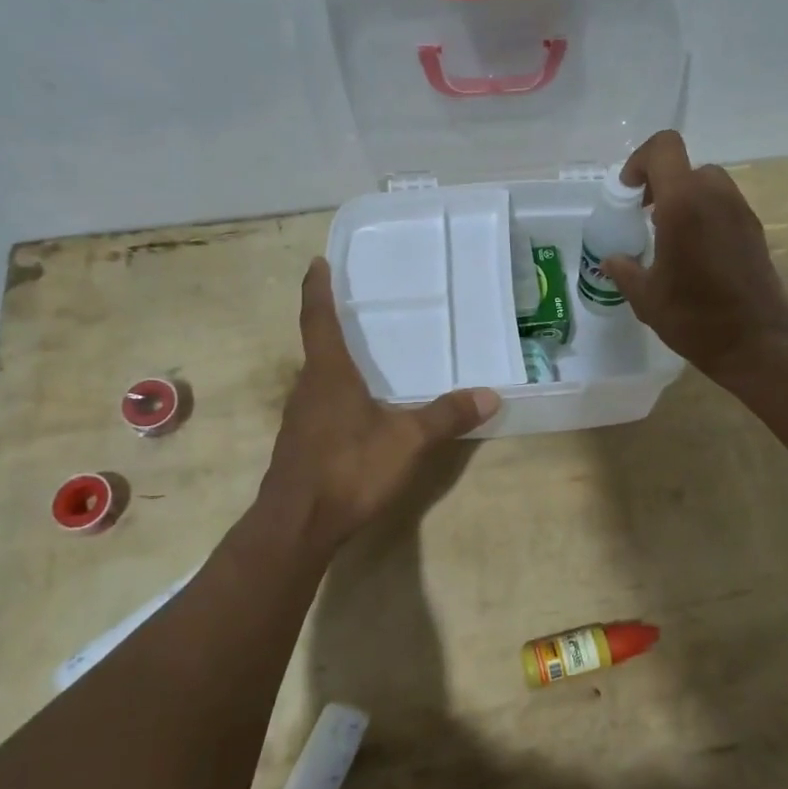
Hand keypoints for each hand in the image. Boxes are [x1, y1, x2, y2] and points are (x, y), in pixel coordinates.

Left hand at [262, 257, 499, 550]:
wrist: (297, 525)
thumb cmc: (349, 468)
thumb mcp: (407, 441)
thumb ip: (446, 416)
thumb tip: (490, 394)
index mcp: (329, 374)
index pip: (319, 319)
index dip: (318, 290)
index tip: (317, 263)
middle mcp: (308, 389)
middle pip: (318, 348)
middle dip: (333, 327)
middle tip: (357, 310)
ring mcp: (300, 419)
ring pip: (319, 380)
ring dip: (336, 365)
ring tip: (365, 359)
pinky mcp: (300, 445)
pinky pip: (320, 407)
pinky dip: (338, 397)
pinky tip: (359, 412)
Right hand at [601, 130, 787, 375]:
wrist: (756, 343)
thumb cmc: (694, 318)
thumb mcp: (646, 297)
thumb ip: (625, 269)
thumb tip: (612, 260)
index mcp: (684, 205)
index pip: (664, 148)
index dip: (640, 162)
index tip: (629, 195)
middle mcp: (716, 197)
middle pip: (686, 167)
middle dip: (662, 185)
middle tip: (647, 217)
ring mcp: (740, 212)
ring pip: (708, 184)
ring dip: (685, 199)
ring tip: (671, 237)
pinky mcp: (755, 230)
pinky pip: (724, 206)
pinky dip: (705, 215)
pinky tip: (695, 254)